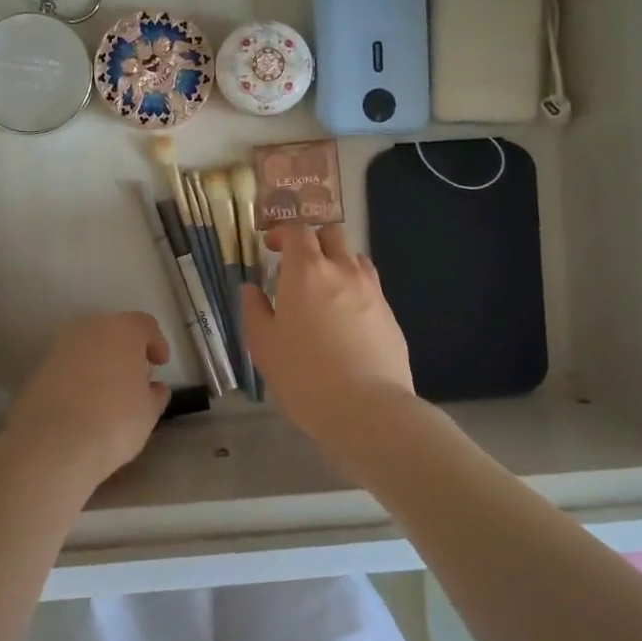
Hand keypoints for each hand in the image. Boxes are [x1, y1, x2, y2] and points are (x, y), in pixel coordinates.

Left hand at [5, 311, 170, 492]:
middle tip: (136, 378)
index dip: (156, 343)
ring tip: (109, 394)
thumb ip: (155, 394)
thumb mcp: (148, 412)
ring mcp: (60, 346)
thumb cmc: (114, 420)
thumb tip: (153, 387)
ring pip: (89, 347)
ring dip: (101, 363)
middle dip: (126, 351)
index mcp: (123, 329)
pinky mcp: (39, 368)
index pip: (145, 325)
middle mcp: (90, 327)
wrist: (52, 443)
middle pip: (114, 332)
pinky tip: (84, 404)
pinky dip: (79, 377)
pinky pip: (69, 366)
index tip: (160, 364)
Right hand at [240, 225, 416, 449]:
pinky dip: (355, 291)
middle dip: (313, 241)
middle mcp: (342, 270)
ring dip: (337, 264)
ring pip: (354, 259)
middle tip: (297, 266)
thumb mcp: (263, 345)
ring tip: (324, 292)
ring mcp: (372, 291)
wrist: (367, 410)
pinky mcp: (390, 315)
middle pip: (331, 235)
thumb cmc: (304, 375)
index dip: (282, 233)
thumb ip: (254, 309)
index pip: (296, 231)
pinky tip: (345, 321)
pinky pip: (370, 288)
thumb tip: (251, 289)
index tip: (271, 248)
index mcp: (306, 271)